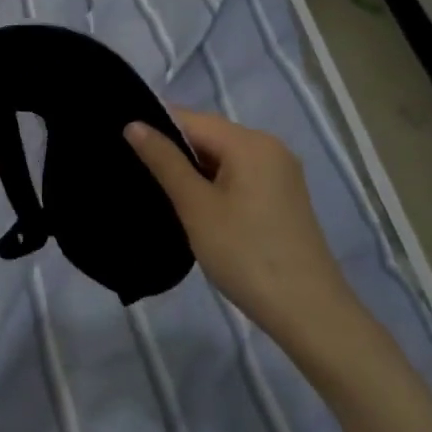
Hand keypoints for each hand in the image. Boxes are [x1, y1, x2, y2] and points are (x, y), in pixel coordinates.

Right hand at [126, 109, 353, 343]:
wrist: (308, 312)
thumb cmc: (246, 255)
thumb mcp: (196, 207)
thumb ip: (165, 162)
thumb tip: (134, 124)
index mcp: (250, 142)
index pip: (191, 119)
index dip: (156, 128)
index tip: (122, 145)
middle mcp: (269, 147)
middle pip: (210, 136)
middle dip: (174, 150)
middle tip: (134, 171)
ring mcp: (280, 172)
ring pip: (224, 157)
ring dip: (193, 170)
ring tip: (158, 189)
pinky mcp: (283, 197)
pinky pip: (240, 175)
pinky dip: (215, 184)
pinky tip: (195, 206)